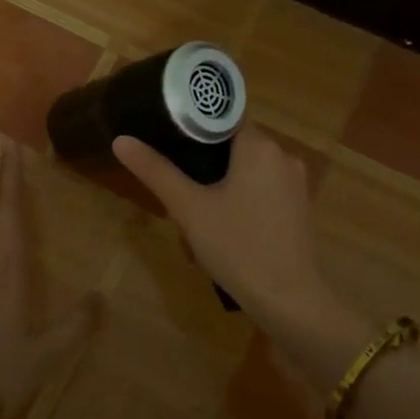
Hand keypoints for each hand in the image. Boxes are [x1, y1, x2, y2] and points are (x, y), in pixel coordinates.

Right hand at [112, 127, 339, 325]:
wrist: (292, 303)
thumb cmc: (239, 247)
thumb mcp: (189, 209)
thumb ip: (156, 171)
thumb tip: (121, 140)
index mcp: (260, 146)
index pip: (223, 116)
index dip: (194, 124)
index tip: (168, 140)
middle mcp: (283, 156)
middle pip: (233, 146)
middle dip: (203, 166)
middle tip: (178, 192)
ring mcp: (295, 184)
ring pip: (246, 172)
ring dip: (219, 188)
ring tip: (195, 220)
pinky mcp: (298, 209)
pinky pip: (262, 192)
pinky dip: (240, 202)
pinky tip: (223, 233)